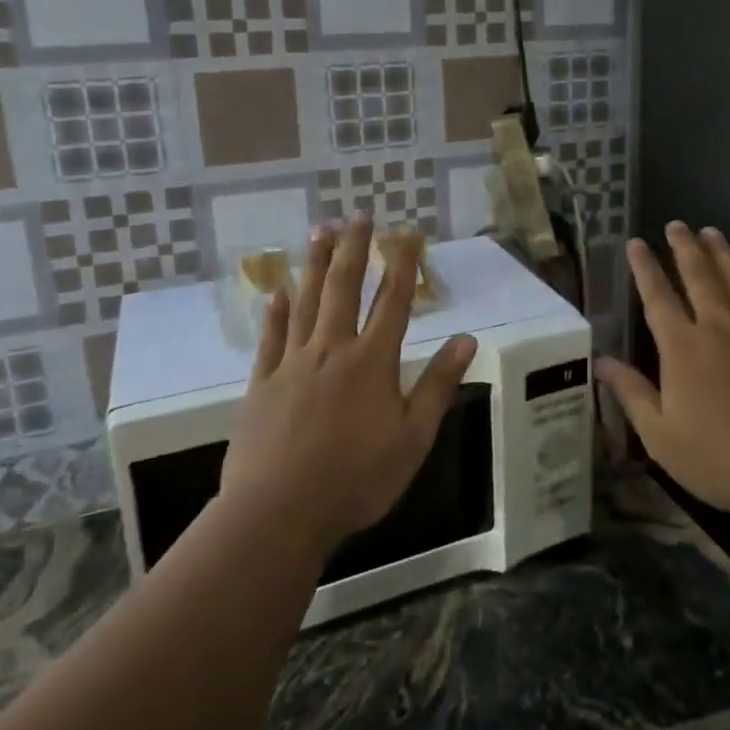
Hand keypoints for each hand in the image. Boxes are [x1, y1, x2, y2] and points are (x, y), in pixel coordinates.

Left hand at [218, 218, 476, 554]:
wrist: (278, 514)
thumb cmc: (357, 479)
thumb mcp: (413, 438)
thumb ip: (437, 385)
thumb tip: (467, 339)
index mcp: (373, 361)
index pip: (394, 302)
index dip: (403, 265)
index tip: (408, 234)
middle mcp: (333, 350)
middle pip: (346, 288)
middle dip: (356, 249)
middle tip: (359, 215)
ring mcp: (293, 364)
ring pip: (307, 302)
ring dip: (316, 265)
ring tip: (321, 231)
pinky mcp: (262, 384)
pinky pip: (271, 338)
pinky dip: (276, 312)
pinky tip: (278, 291)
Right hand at [596, 222, 729, 523]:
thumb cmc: (721, 456)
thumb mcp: (661, 435)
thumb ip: (632, 394)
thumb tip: (601, 362)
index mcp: (682, 347)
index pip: (657, 297)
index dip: (645, 269)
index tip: (636, 243)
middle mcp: (719, 326)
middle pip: (699, 276)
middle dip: (684, 248)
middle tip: (677, 225)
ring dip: (722, 254)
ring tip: (712, 232)